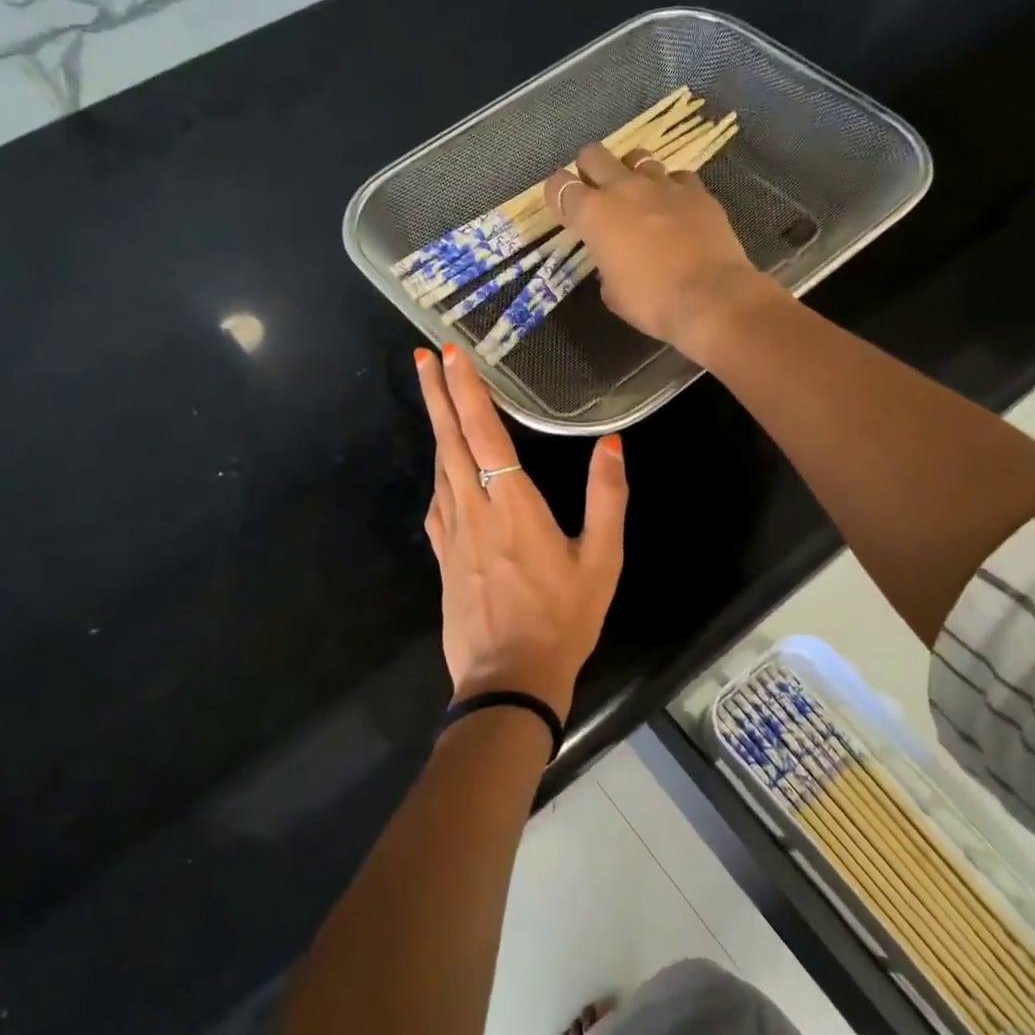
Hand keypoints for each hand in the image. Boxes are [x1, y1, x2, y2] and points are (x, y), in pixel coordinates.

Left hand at [416, 344, 626, 718]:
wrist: (509, 679)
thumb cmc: (562, 620)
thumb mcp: (601, 561)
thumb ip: (607, 499)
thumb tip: (612, 444)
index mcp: (512, 505)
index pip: (483, 433)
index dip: (467, 391)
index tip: (450, 355)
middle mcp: (474, 509)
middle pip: (449, 441)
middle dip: (435, 394)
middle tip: (421, 357)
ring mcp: (452, 534)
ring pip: (438, 468)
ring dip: (435, 427)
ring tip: (433, 396)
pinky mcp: (443, 557)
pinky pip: (437, 502)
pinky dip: (438, 472)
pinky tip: (442, 469)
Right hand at [545, 142, 777, 355]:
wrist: (710, 298)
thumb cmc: (651, 302)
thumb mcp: (612, 292)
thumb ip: (605, 265)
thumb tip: (613, 259)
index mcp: (594, 214)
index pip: (559, 186)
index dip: (557, 195)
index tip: (563, 210)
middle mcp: (624, 187)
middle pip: (594, 154)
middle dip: (590, 171)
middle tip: (597, 195)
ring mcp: (663, 184)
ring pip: (637, 157)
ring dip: (631, 173)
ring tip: (638, 197)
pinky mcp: (696, 190)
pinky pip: (676, 177)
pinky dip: (670, 189)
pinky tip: (675, 209)